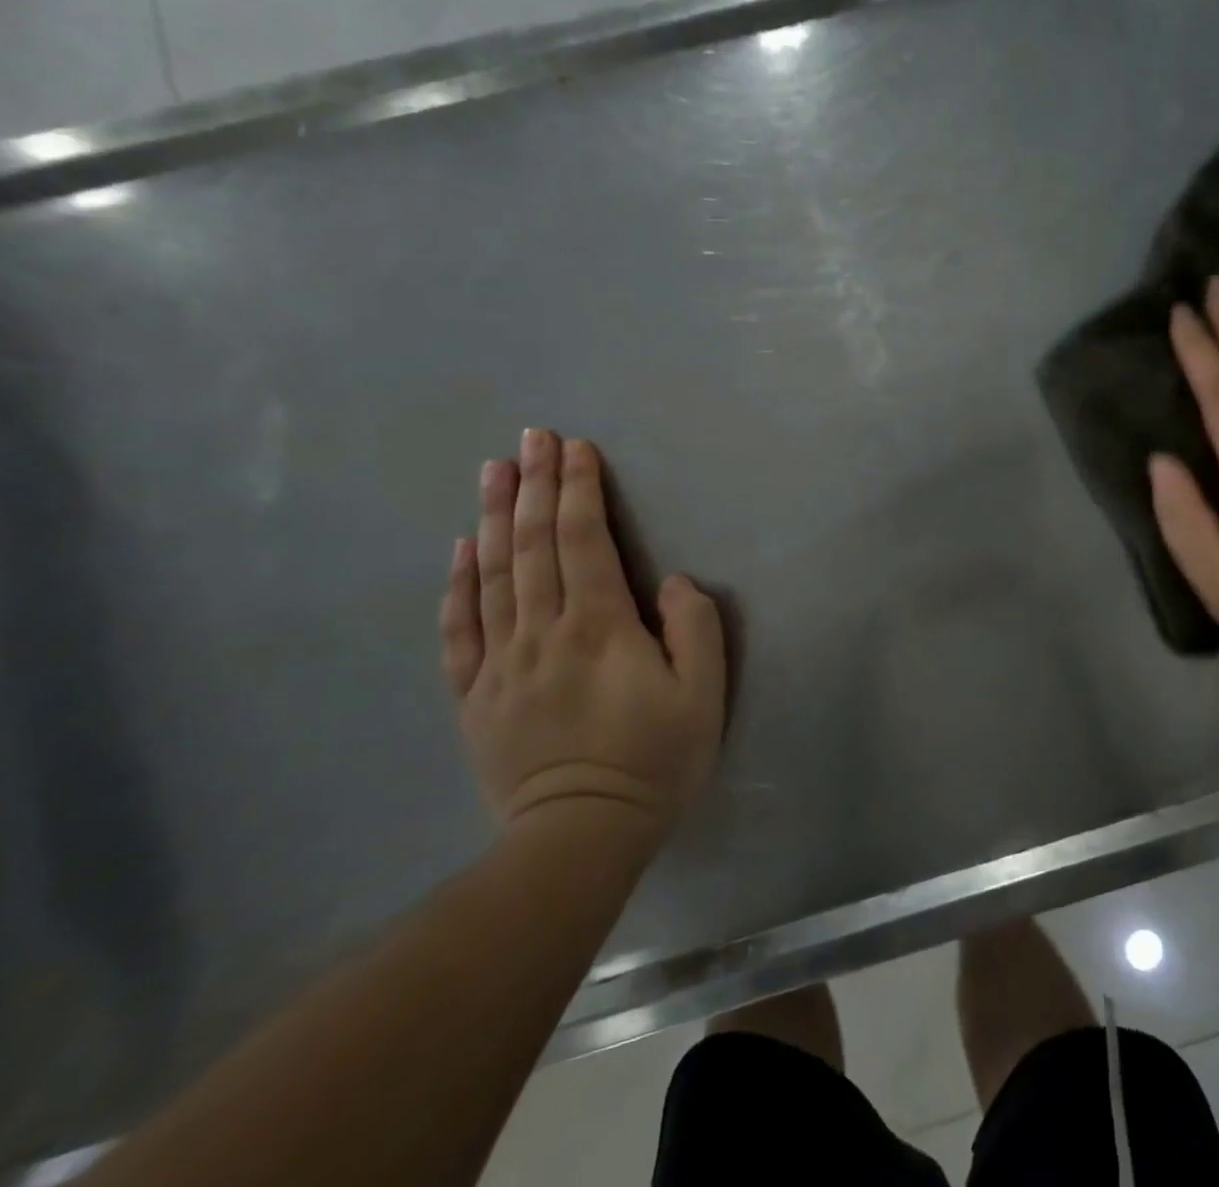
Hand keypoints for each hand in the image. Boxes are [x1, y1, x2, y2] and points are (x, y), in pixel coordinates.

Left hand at [439, 429, 725, 850]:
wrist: (580, 837)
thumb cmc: (654, 761)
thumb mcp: (702, 696)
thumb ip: (695, 629)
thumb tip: (671, 582)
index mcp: (600, 627)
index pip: (585, 541)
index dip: (580, 490)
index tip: (576, 447)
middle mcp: (544, 632)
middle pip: (534, 545)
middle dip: (536, 485)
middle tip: (532, 437)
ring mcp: (501, 663)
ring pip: (493, 575)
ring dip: (494, 517)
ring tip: (494, 470)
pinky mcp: (475, 695)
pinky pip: (460, 629)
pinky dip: (459, 584)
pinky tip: (460, 550)